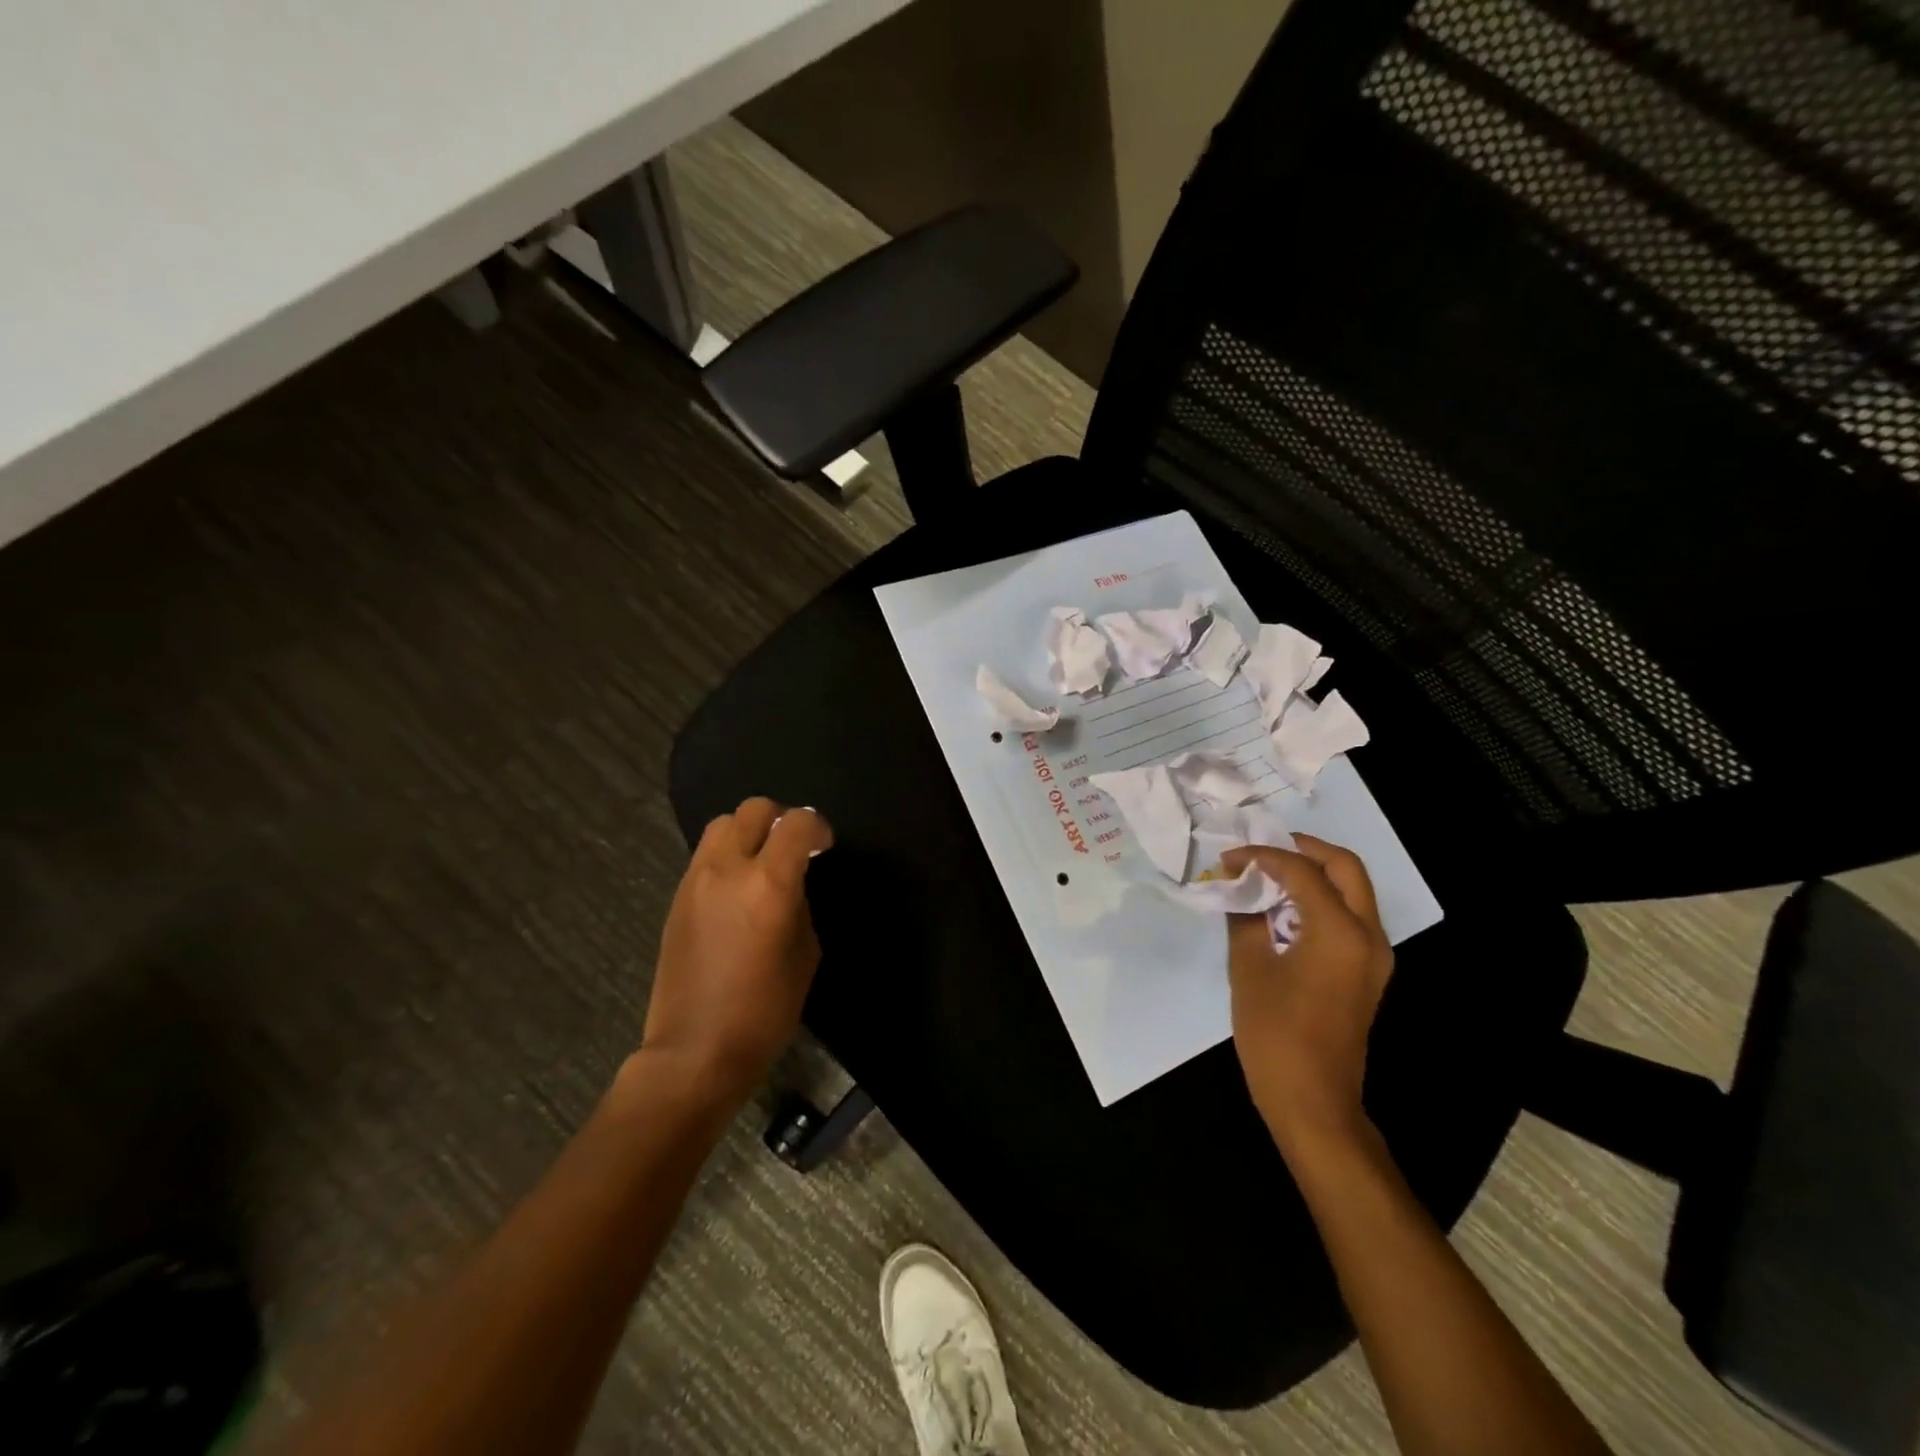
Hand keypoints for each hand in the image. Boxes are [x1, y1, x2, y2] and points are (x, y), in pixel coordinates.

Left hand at [642, 798, 833, 1109]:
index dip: (818, 828)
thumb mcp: (805, 954)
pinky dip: (727, 856)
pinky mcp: (677, 897)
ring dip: (749, 832)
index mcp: (769, 883)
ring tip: (762, 863)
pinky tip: (737, 890)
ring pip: (722, 824)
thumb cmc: (764, 1010)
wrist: (695, 1050)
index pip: (797, 823)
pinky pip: (706, 855)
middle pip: (754, 809)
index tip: (825, 847)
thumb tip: (792, 884)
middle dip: (781, 819)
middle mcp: (728, 869)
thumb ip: (800, 904)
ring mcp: (696, 880)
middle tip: (794, 848)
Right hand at [1223, 835, 1393, 1157]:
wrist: (1314, 1101)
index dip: (1262, 857)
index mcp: (1340, 931)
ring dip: (1314, 874)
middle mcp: (1368, 935)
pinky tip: (1284, 909)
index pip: (1301, 871)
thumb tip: (1240, 889)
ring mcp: (1374, 956)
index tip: (1228, 860)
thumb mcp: (1249, 968)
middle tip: (1264, 850)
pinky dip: (1321, 900)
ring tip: (1269, 875)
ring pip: (1353, 891)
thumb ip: (1246, 918)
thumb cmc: (1276, 1034)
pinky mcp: (1367, 973)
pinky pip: (1350, 917)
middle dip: (1304, 850)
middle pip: (1346, 868)